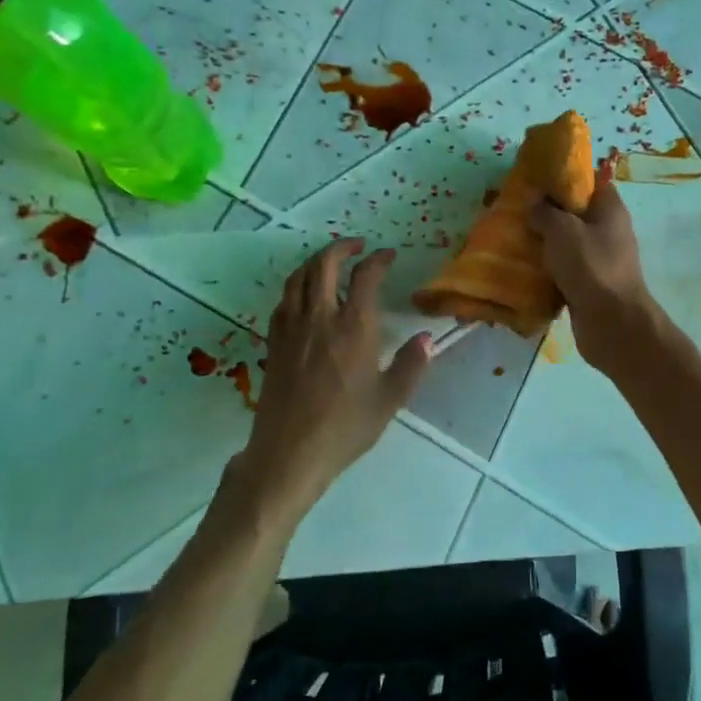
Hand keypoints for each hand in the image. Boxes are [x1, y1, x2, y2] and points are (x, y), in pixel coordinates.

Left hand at [215, 240, 431, 532]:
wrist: (289, 453)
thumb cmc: (345, 427)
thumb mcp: (390, 399)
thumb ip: (411, 364)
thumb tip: (427, 338)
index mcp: (353, 328)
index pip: (364, 276)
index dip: (377, 259)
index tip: (388, 256)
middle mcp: (320, 318)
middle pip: (322, 265)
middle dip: (341, 248)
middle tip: (357, 247)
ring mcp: (291, 329)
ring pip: (297, 278)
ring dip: (315, 262)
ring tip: (330, 263)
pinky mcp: (274, 344)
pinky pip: (283, 301)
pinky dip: (296, 287)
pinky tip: (304, 298)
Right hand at [529, 170, 659, 368]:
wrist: (612, 323)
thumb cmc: (591, 266)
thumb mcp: (563, 230)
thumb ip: (545, 211)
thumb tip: (534, 203)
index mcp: (610, 209)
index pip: (589, 181)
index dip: (564, 176)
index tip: (535, 179)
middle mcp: (608, 231)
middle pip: (575, 213)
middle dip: (547, 211)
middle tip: (517, 210)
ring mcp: (600, 260)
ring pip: (567, 243)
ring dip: (544, 242)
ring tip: (513, 238)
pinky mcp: (589, 285)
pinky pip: (564, 270)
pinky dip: (547, 269)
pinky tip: (523, 268)